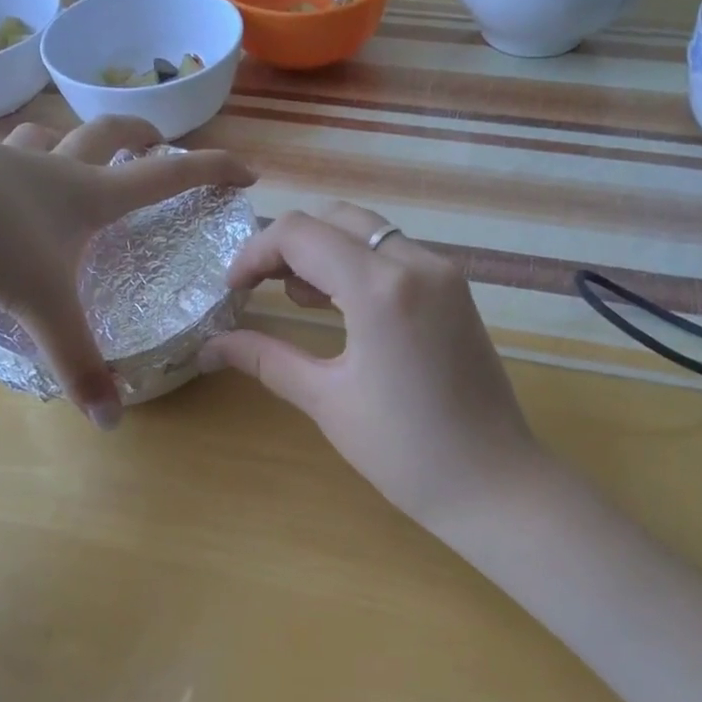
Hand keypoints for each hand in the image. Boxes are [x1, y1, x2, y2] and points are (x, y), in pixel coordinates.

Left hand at [0, 112, 251, 427]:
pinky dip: (8, 160)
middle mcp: (53, 167)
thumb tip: (111, 422)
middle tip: (158, 141)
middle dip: (142, 135)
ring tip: (72, 155)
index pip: (168, 176)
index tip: (246, 171)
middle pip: (110, 133)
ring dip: (69, 140)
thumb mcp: (43, 306)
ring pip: (47, 135)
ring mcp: (3, 157)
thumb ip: (78, 363)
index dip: (211, 172)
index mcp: (90, 195)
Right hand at [200, 203, 541, 530]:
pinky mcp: (456, 292)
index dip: (254, 254)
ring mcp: (444, 274)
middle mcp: (417, 263)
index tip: (231, 291)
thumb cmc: (403, 451)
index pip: (300, 234)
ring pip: (369, 233)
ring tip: (295, 299)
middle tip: (258, 289)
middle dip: (288, 246)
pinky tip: (339, 306)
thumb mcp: (326, 400)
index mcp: (381, 288)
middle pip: (336, 219)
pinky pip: (396, 256)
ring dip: (325, 252)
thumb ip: (266, 359)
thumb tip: (209, 347)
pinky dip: (359, 266)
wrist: (492, 482)